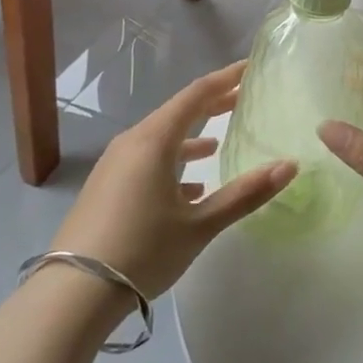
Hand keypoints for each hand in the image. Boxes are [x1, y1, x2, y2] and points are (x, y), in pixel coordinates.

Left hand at [51, 61, 295, 301]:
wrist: (72, 294)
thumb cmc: (142, 250)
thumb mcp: (200, 225)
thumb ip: (245, 194)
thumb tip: (289, 166)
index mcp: (154, 140)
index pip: (196, 95)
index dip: (225, 79)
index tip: (250, 69)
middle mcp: (132, 142)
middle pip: (177, 112)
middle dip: (211, 105)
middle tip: (242, 99)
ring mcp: (114, 165)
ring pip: (160, 138)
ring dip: (190, 137)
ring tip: (217, 143)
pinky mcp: (106, 187)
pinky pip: (145, 160)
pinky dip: (171, 162)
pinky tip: (190, 187)